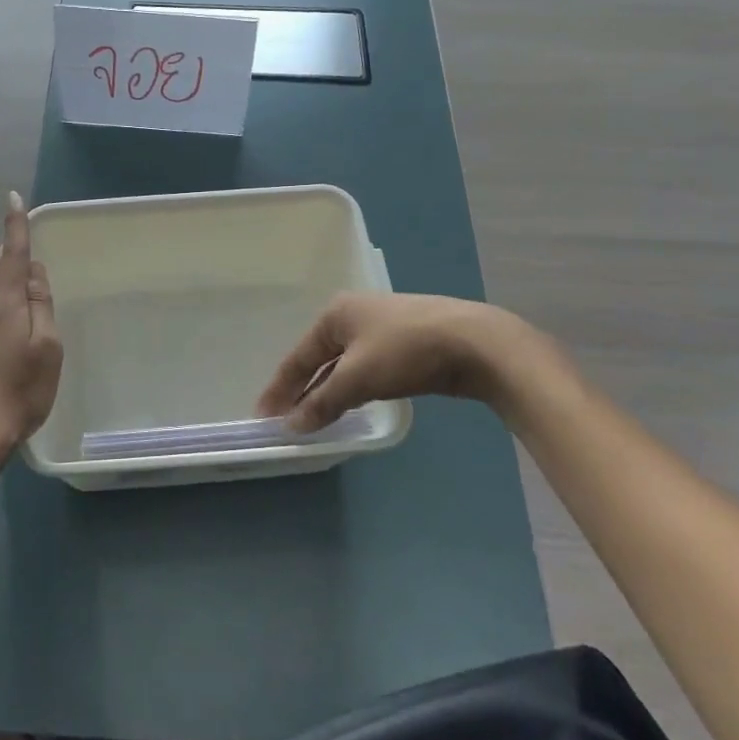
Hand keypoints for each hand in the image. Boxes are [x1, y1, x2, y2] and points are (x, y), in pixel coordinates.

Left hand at [0, 192, 62, 458]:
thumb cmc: (20, 391)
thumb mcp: (46, 349)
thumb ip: (41, 306)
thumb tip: (33, 270)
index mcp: (5, 306)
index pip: (13, 256)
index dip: (15, 226)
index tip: (12, 197)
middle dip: (2, 252)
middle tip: (7, 236)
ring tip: (0, 266)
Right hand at [256, 293, 567, 431]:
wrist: (475, 344)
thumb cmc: (406, 351)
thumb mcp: (358, 377)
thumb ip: (323, 402)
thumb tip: (291, 426)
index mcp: (336, 314)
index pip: (298, 356)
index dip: (280, 388)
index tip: (262, 415)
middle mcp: (354, 316)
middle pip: (319, 359)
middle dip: (303, 390)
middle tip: (286, 420)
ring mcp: (382, 329)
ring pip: (344, 366)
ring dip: (328, 392)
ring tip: (313, 418)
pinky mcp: (405, 345)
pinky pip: (366, 370)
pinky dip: (353, 389)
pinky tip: (350, 405)